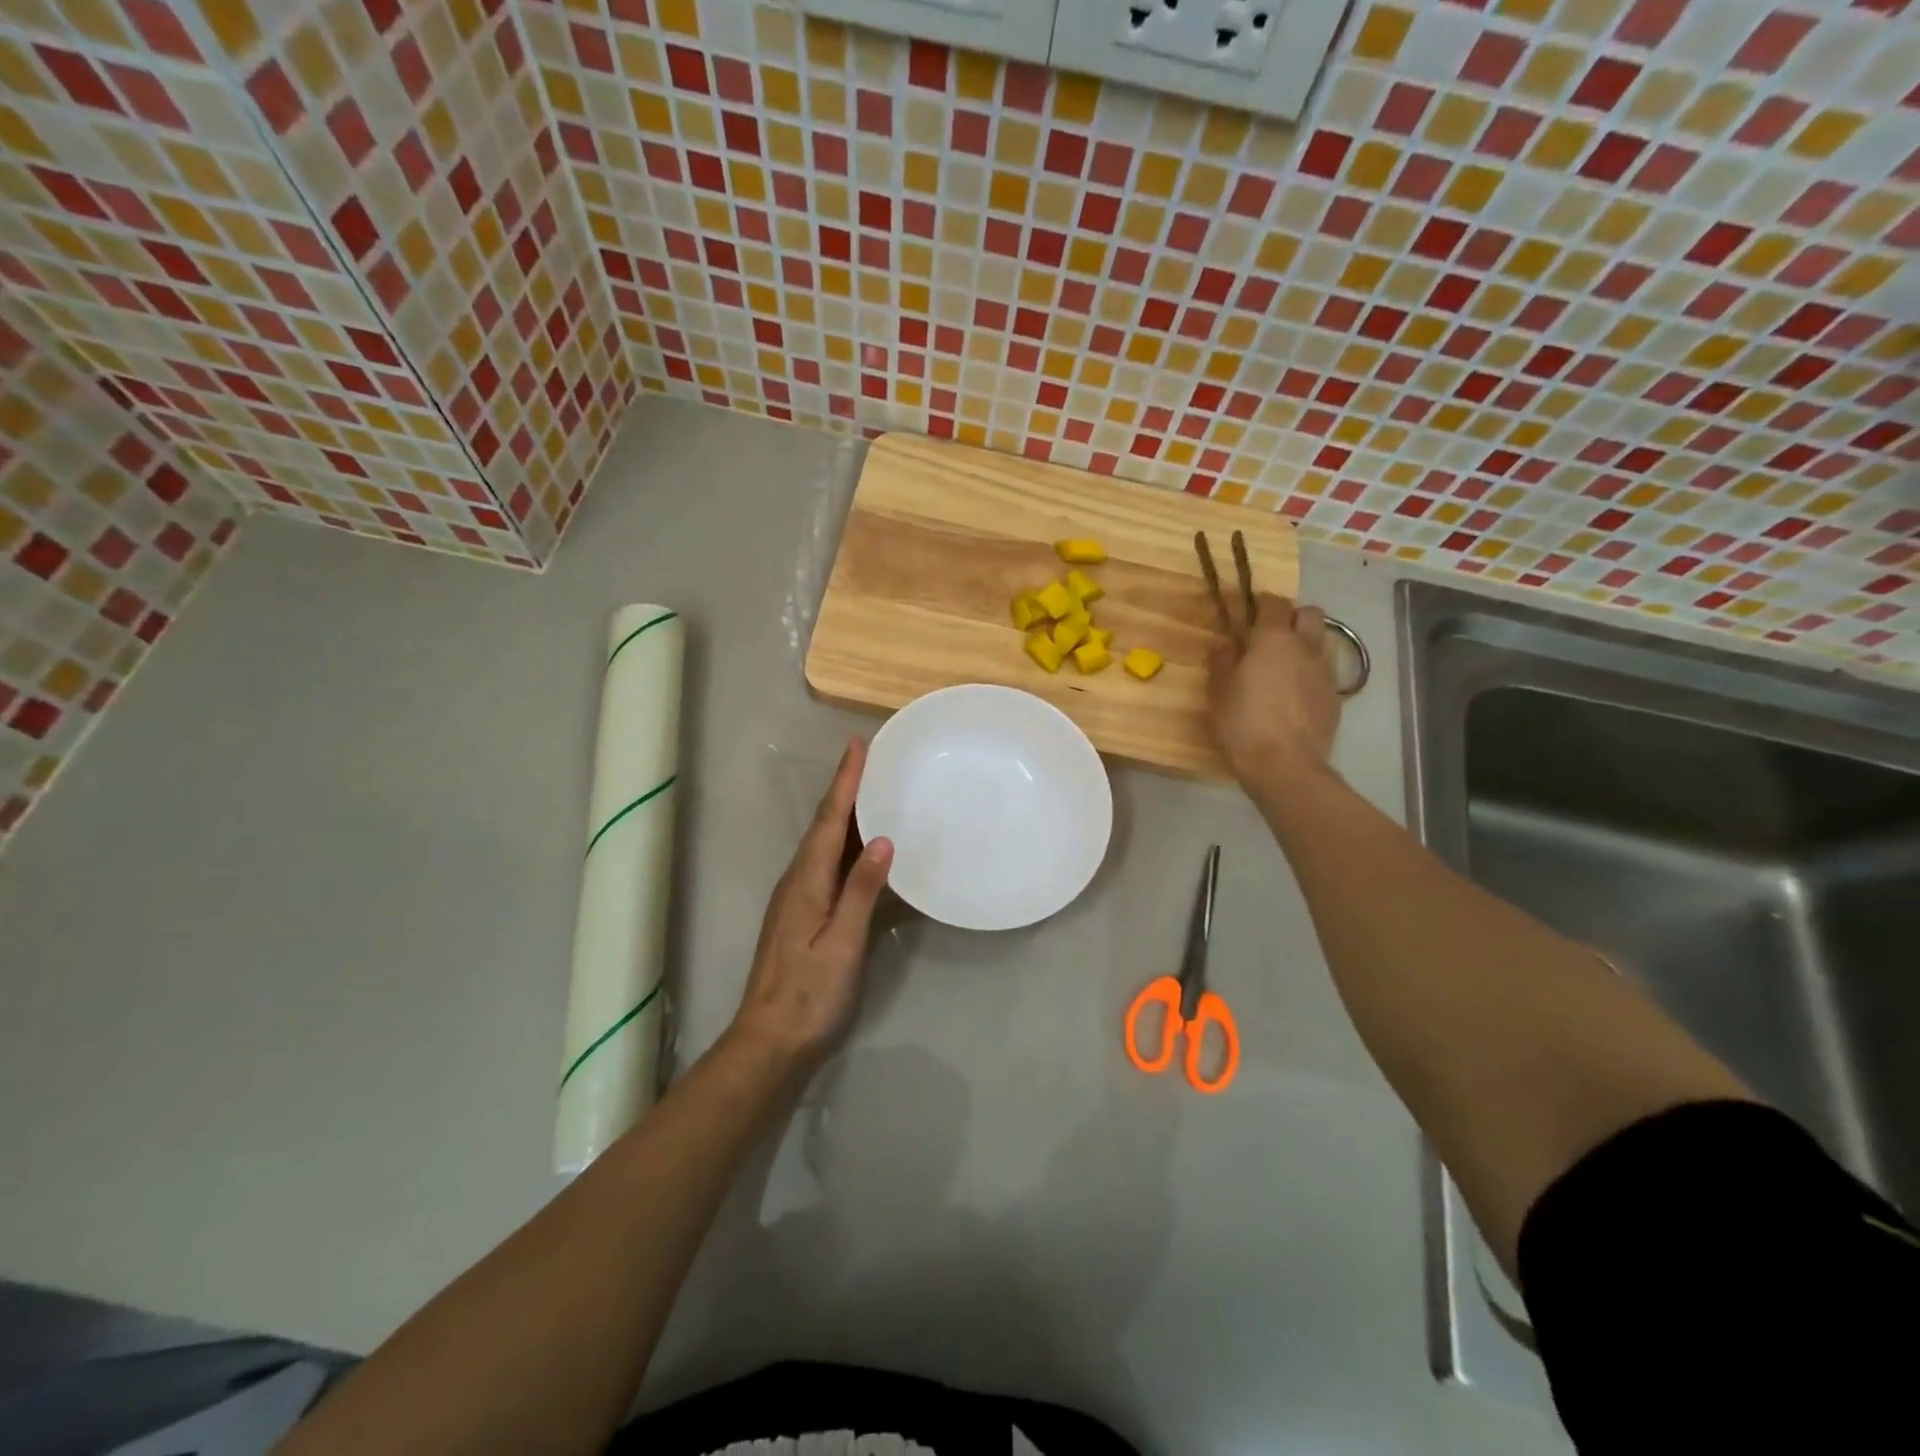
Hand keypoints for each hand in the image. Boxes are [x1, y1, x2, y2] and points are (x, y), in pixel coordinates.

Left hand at [729, 738, 893, 1065]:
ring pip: (823, 844)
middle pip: (823, 825)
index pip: (828, 820)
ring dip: (844, 814)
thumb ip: (860, 891)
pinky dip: (843, 843)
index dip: (844, 782)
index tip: (858, 746)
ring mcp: (796, 898)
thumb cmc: (810, 994)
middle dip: (845, 790)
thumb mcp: (841, 943)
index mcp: (805, 881)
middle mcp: (796, 880)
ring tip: (870, 792)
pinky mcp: (801, 914)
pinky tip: (860, 848)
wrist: (770, 1041)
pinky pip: (825, 864)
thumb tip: (883, 839)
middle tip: (870, 760)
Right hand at [1206, 594, 1340, 792]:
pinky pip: (1325, 670)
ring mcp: (1326, 670)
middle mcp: (1305, 646)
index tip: (1248, 615)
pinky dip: (1311, 672)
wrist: (1285, 765)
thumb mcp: (1218, 691)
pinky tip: (1295, 694)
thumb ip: (1222, 661)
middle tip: (1270, 637)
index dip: (1261, 604)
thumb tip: (1227, 644)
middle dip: (1292, 617)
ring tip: (1285, 665)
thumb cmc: (1242, 724)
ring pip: (1322, 640)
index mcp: (1273, 639)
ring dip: (1305, 643)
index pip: (1274, 603)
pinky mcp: (1336, 695)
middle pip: (1309, 613)